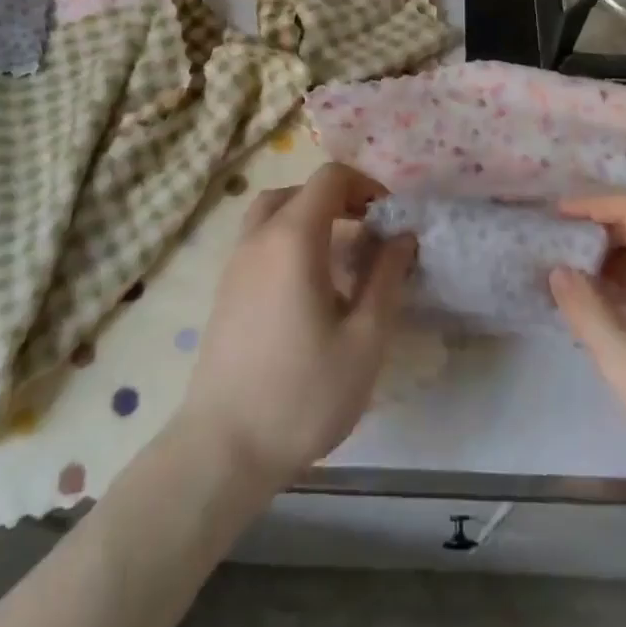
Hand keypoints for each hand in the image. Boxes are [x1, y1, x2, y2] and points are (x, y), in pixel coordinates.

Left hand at [176, 163, 415, 492]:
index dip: (365, 185)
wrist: (222, 449)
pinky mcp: (225, 290)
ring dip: (311, 217)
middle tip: (368, 231)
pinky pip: (260, 240)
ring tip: (341, 255)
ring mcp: (236, 263)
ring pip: (274, 213)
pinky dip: (288, 239)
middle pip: (300, 190)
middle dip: (340, 199)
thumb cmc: (302, 393)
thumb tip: (403, 236)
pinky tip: (310, 287)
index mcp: (293, 238)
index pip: (330, 178)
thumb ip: (387, 278)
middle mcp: (259, 238)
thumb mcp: (365, 339)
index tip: (389, 218)